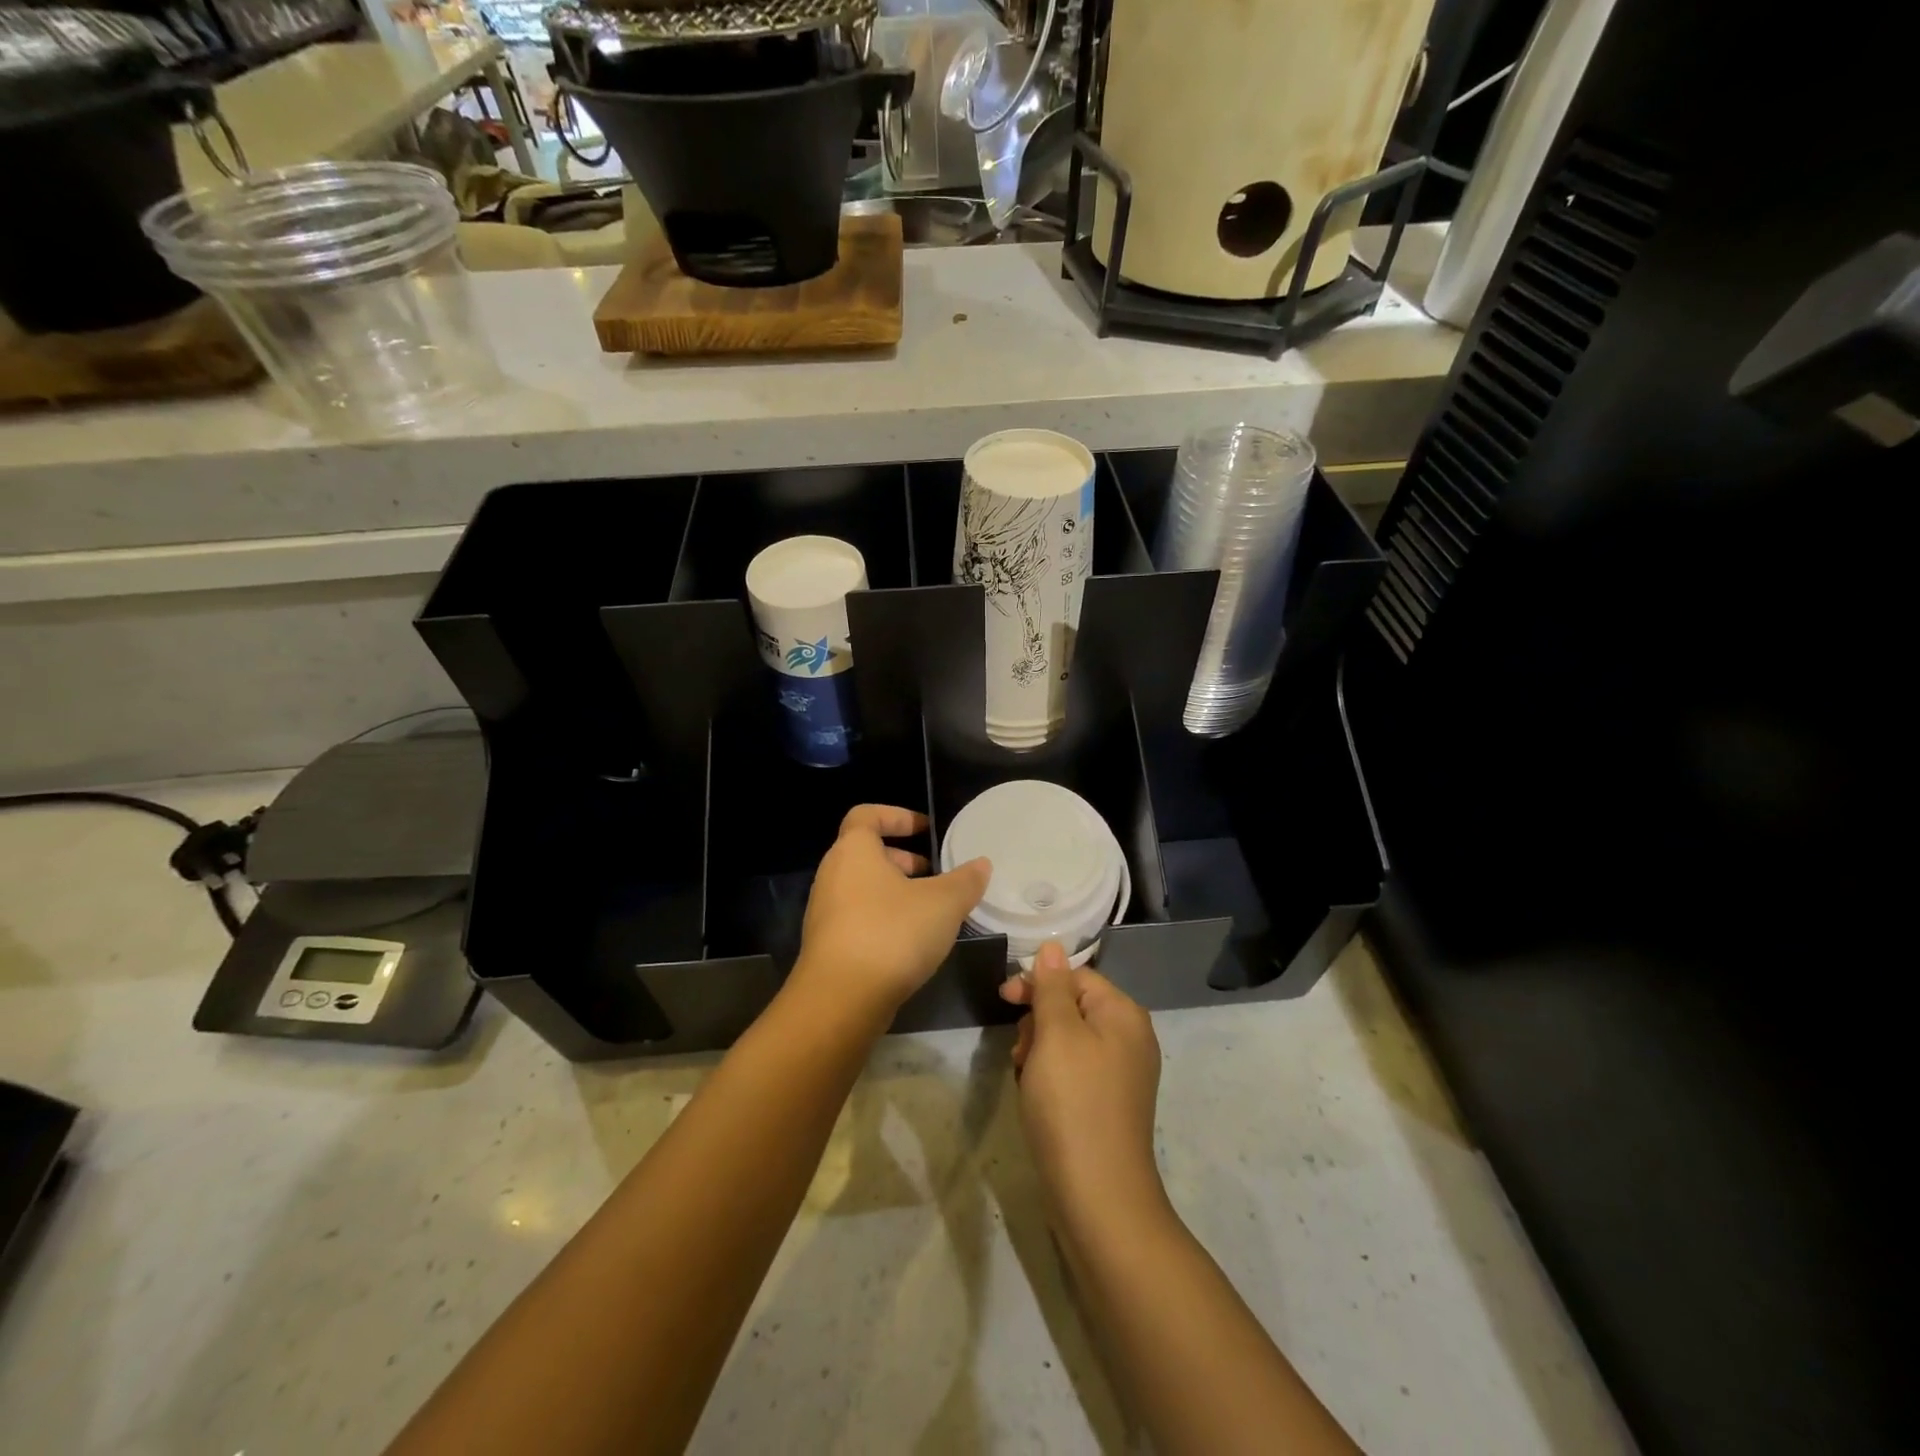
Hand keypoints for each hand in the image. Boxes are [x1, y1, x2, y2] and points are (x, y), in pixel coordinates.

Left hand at [792, 805, 990, 1024]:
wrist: (841, 1000)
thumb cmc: (892, 933)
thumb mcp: (943, 903)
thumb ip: (965, 880)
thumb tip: (981, 864)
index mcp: (854, 851)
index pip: (866, 815)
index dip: (897, 816)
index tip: (926, 829)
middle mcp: (832, 875)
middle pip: (866, 853)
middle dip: (903, 859)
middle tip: (935, 873)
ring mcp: (826, 912)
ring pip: (864, 888)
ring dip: (896, 891)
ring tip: (932, 910)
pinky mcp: (828, 945)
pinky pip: (859, 917)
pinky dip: (885, 918)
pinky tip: (913, 942)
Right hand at [1001, 941, 1167, 1227]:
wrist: (1098, 1197)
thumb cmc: (1072, 1103)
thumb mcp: (1056, 1035)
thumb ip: (1052, 987)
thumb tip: (1053, 946)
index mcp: (1123, 1014)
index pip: (1075, 975)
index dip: (1037, 984)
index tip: (1003, 1000)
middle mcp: (1130, 1038)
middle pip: (1072, 1006)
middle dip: (1037, 1021)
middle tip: (1019, 1053)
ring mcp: (1123, 1074)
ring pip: (1068, 1040)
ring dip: (1039, 1050)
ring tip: (1025, 1078)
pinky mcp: (1110, 1103)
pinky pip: (1075, 1071)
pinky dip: (1051, 1076)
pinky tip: (1037, 1098)